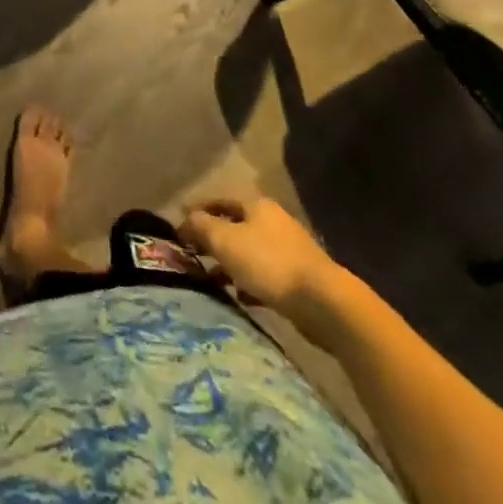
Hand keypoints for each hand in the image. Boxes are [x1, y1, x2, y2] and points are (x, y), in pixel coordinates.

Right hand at [179, 190, 347, 338]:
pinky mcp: (299, 279)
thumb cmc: (268, 263)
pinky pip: (264, 276)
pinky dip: (248, 282)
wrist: (324, 303)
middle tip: (191, 254)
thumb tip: (185, 220)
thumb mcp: (224, 239)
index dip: (196, 211)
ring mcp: (289, 250)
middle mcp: (273, 222)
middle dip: (212, 239)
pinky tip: (239, 296)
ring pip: (248, 252)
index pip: (218, 200)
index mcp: (256, 205)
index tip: (177, 226)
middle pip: (234, 226)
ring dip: (229, 264)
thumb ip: (200, 226)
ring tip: (211, 279)